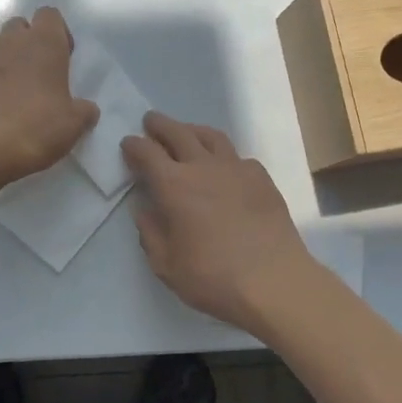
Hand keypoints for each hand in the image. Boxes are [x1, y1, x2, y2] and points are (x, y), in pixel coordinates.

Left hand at [0, 8, 99, 190]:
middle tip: (32, 70)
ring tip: (4, 80)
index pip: (49, 14)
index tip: (60, 57)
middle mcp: (12, 40)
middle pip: (18, 24)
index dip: (56, 32)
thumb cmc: (39, 128)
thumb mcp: (74, 124)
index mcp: (45, 44)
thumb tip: (86, 109)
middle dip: (25, 41)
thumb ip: (83, 110)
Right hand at [121, 111, 320, 338]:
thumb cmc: (213, 277)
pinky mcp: (261, 178)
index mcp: (174, 185)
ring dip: (192, 130)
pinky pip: (237, 156)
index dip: (134, 145)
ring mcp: (236, 168)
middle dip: (160, 125)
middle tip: (151, 122)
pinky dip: (222, 155)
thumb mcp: (166, 265)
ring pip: (210, 136)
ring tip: (186, 133)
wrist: (274, 280)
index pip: (147, 152)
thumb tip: (145, 210)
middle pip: (178, 133)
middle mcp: (203, 167)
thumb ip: (151, 233)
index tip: (128, 144)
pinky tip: (223, 167)